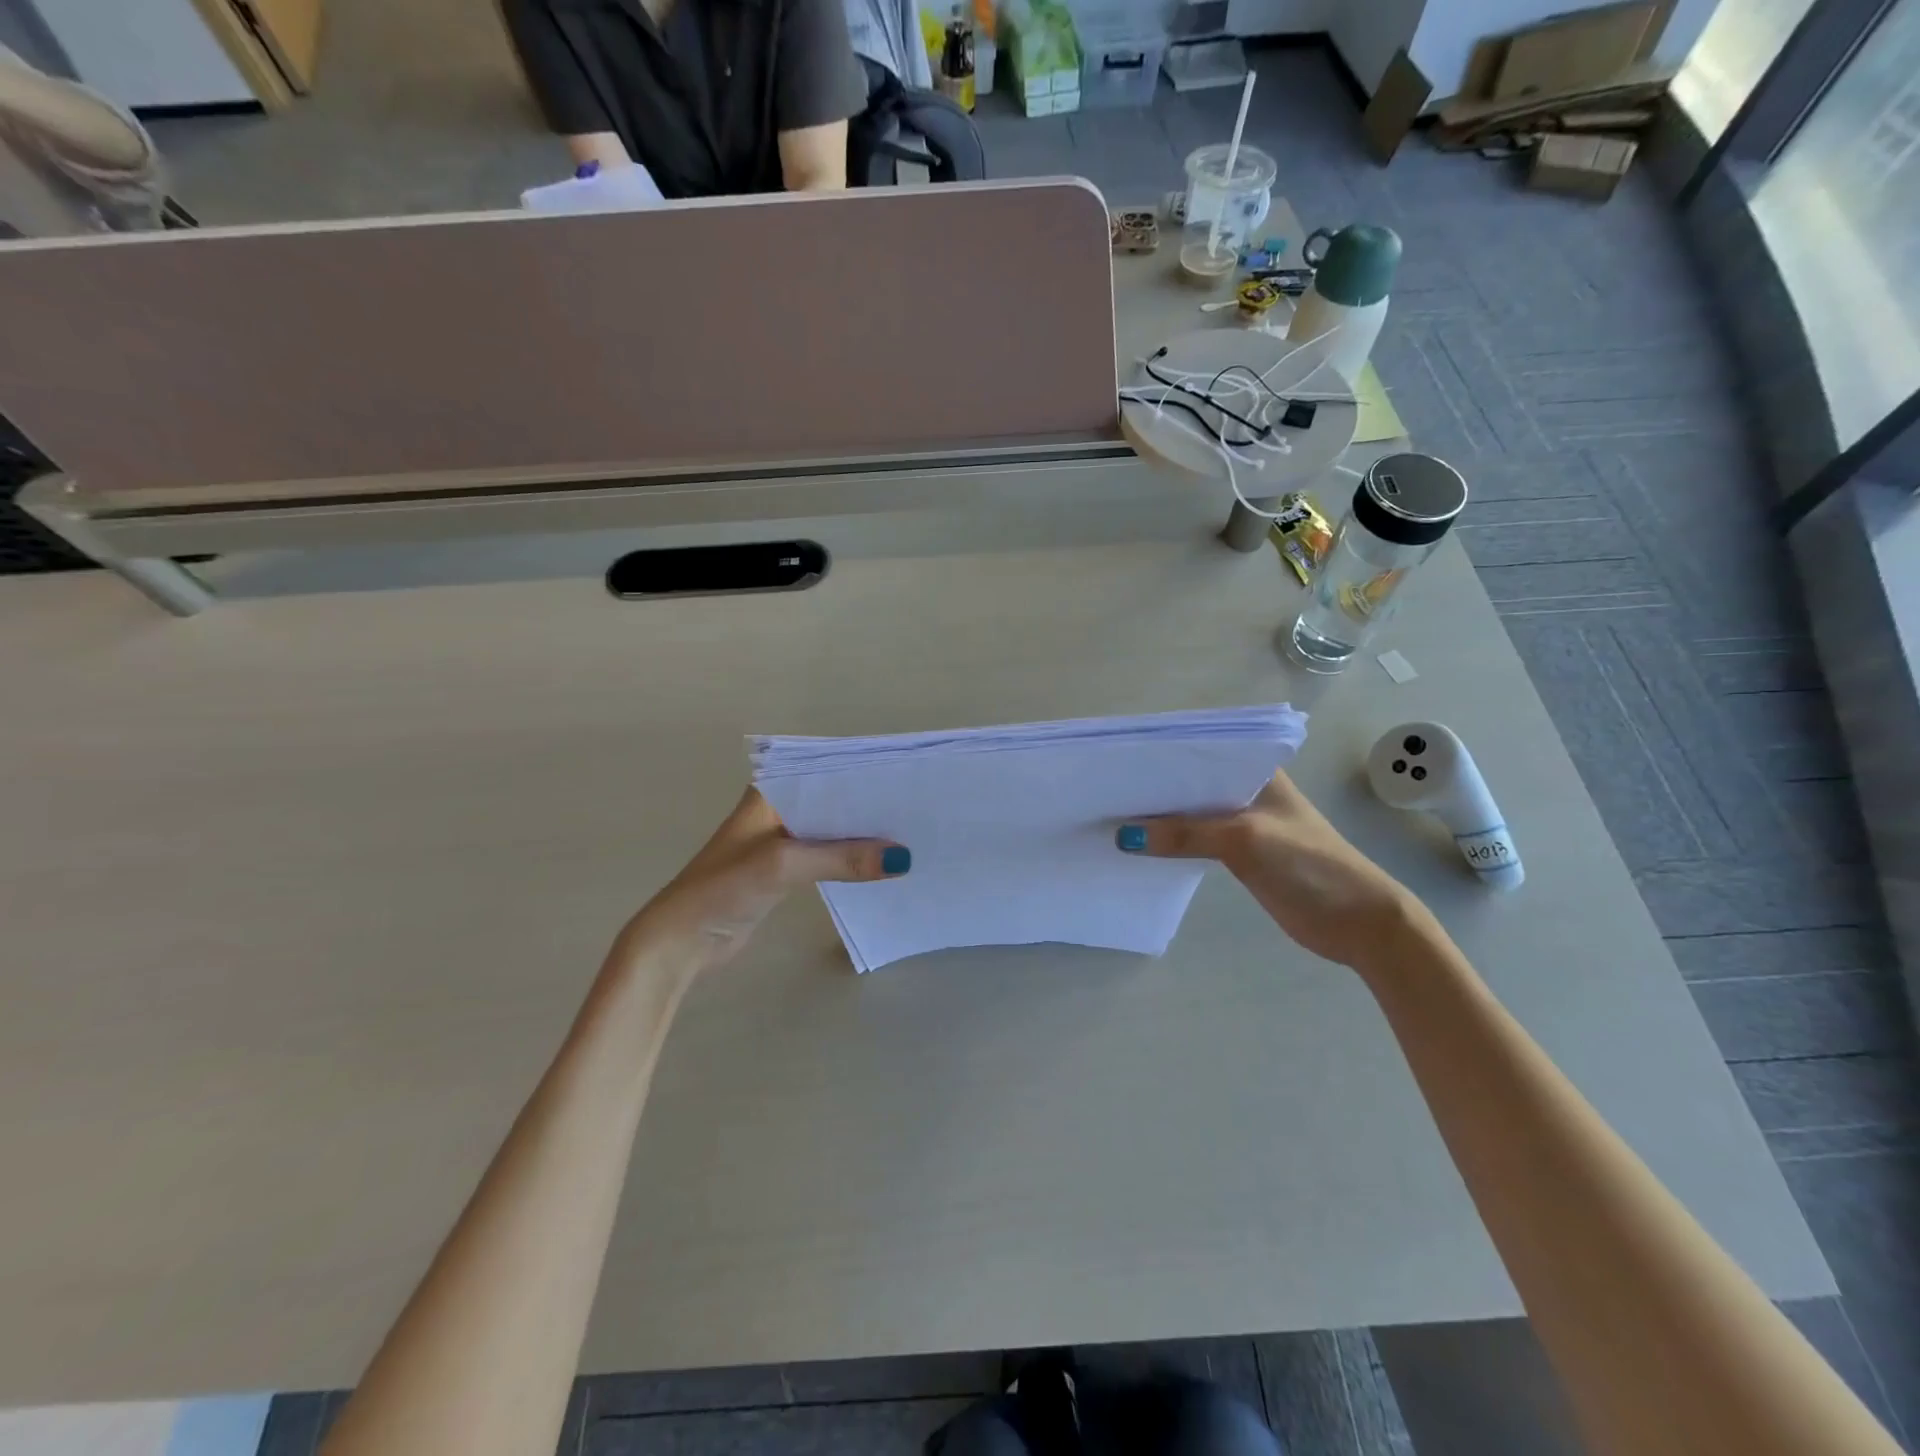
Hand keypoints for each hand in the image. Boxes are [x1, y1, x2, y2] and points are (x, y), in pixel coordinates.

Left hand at [614, 788, 907, 980]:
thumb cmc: (723, 888)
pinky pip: (828, 856)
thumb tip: (903, 859)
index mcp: (770, 792)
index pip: (824, 771)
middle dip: (870, 806)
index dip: (863, 774)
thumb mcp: (784, 865)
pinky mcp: (786, 871)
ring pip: (833, 830)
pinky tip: (883, 864)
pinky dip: (851, 860)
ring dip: (863, 836)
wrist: (681, 943)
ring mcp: (782, 841)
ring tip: (912, 833)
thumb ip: (841, 858)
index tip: (906, 778)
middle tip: (919, 808)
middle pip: (833, 801)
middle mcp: (778, 810)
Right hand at [1117, 771, 1422, 970]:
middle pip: (1190, 782)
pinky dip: (1170, 842)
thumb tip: (1124, 837)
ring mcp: (1242, 822)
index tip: (1118, 759)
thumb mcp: (1244, 840)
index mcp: (1256, 770)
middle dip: (1152, 786)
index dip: (1160, 754)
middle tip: (1104, 788)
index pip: (1200, 750)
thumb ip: (1185, 835)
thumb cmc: (1308, 864)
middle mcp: (1246, 789)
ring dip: (1158, 816)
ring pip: (1189, 812)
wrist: (1358, 922)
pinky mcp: (1238, 853)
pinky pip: (1194, 840)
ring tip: (1110, 813)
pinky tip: (1138, 844)